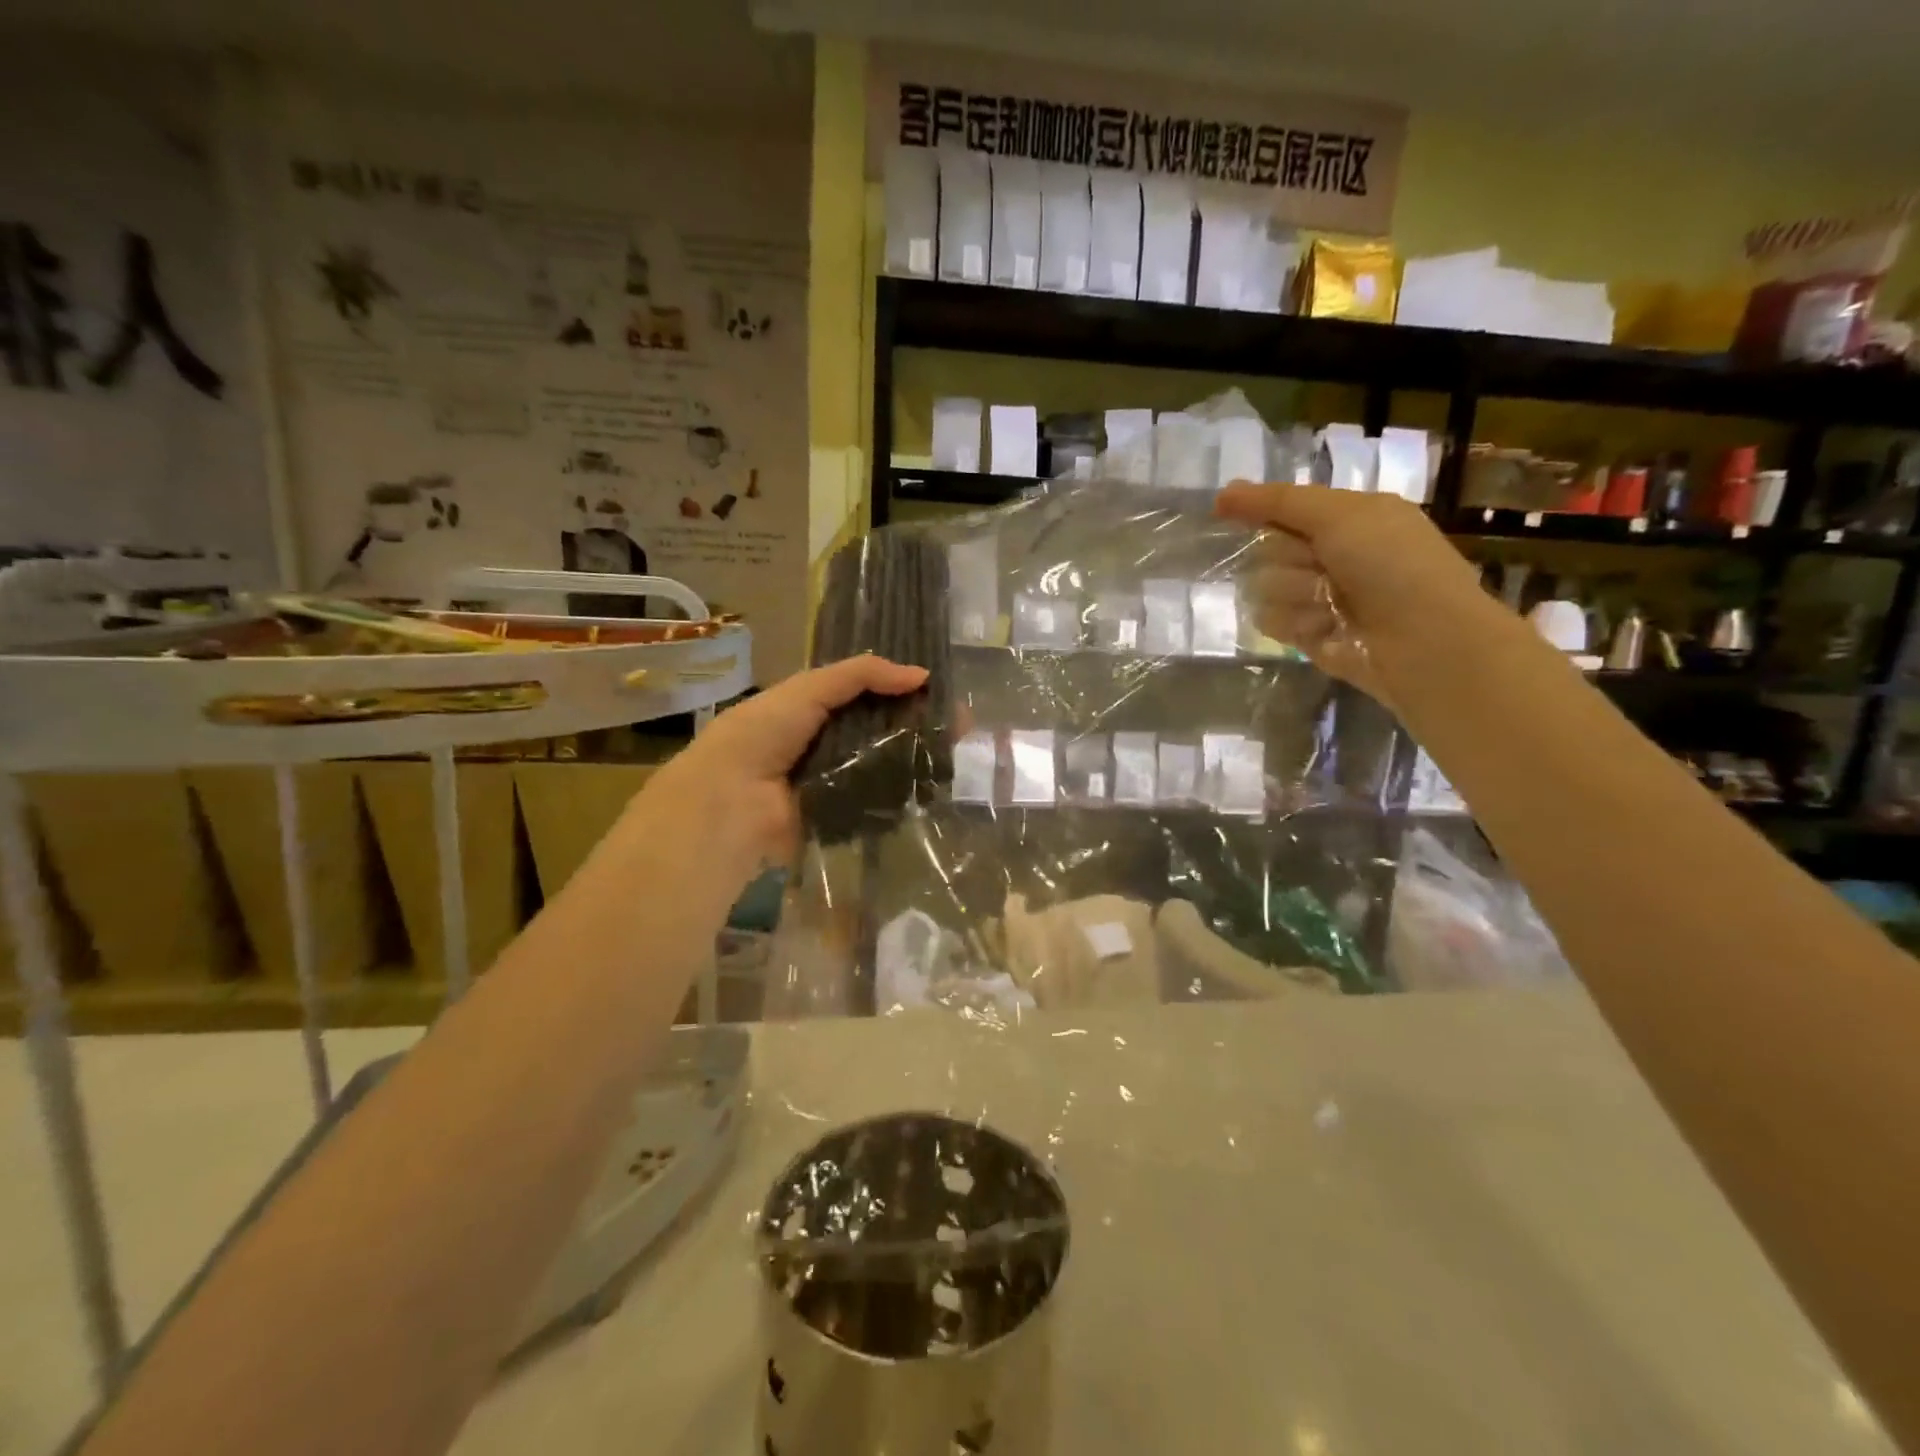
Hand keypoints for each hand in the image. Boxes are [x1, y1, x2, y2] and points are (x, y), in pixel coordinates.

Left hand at [613, 654, 927, 904]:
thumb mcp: (808, 689)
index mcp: (812, 710)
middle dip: (919, 724)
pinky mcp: (844, 816)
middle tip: (962, 724)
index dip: (902, 689)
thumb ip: (861, 675)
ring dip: (917, 758)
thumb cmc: (762, 734)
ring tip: (957, 750)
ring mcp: (836, 782)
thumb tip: (921, 675)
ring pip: (885, 765)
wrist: (731, 802)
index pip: (866, 695)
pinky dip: (904, 792)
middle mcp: (826, 744)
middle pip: (881, 730)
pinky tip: (938, 782)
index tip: (939, 689)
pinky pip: (880, 801)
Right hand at [1215, 482, 1488, 698]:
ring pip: (1263, 586)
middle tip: (1321, 567)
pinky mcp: (1305, 634)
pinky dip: (1296, 623)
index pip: (1282, 508)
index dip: (1257, 509)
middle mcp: (1328, 555)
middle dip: (1288, 558)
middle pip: (1267, 548)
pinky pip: (1269, 620)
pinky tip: (1325, 628)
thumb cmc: (1392, 565)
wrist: (1422, 638)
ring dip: (1293, 594)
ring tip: (1330, 605)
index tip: (1224, 508)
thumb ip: (1279, 502)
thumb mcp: (1341, 515)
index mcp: (1346, 518)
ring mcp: (1315, 597)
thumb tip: (1222, 493)